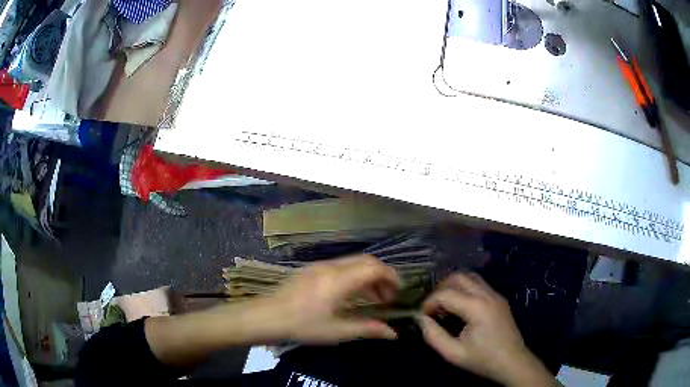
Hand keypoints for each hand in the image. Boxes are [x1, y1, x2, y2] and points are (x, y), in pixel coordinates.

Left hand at [268, 255, 400, 343]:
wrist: (265, 316)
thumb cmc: (302, 325)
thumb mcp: (336, 331)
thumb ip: (367, 329)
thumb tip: (393, 333)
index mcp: (339, 279)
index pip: (374, 267)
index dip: (391, 276)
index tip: (399, 292)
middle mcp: (331, 266)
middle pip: (366, 261)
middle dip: (382, 275)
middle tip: (388, 297)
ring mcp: (319, 266)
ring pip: (353, 263)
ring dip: (367, 276)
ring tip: (373, 298)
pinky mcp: (311, 270)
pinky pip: (340, 266)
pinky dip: (354, 276)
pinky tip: (351, 295)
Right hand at [418, 273, 553, 386]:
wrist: (512, 362)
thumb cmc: (482, 359)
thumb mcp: (453, 353)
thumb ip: (433, 336)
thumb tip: (421, 319)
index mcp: (476, 307)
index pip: (446, 293)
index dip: (429, 303)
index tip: (423, 316)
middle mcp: (487, 294)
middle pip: (458, 277)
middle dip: (440, 289)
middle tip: (433, 307)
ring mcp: (495, 294)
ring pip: (470, 277)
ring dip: (453, 286)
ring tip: (445, 305)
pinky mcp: (499, 298)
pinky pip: (479, 284)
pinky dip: (465, 289)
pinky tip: (461, 307)